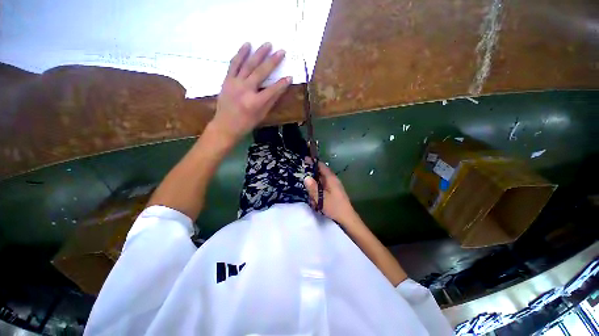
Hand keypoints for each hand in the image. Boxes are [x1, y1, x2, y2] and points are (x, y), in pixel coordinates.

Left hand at [210, 42, 291, 144]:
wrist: (225, 125)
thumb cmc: (246, 123)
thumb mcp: (261, 115)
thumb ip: (271, 101)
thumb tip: (280, 89)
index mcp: (255, 102)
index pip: (272, 90)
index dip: (282, 83)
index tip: (290, 76)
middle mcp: (245, 90)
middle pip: (261, 73)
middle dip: (272, 61)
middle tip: (281, 51)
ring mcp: (235, 83)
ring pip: (248, 65)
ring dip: (259, 53)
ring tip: (267, 44)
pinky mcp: (227, 80)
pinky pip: (234, 64)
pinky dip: (240, 54)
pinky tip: (247, 45)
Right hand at [304, 162, 357, 224]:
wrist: (347, 218)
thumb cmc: (334, 207)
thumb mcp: (321, 198)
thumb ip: (313, 188)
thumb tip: (306, 177)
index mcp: (331, 179)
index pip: (321, 166)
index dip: (313, 162)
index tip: (304, 160)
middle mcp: (333, 180)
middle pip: (321, 173)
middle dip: (312, 174)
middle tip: (302, 175)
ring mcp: (334, 186)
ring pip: (321, 181)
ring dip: (314, 184)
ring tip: (309, 190)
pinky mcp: (333, 192)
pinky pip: (323, 187)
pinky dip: (318, 190)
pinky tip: (315, 198)